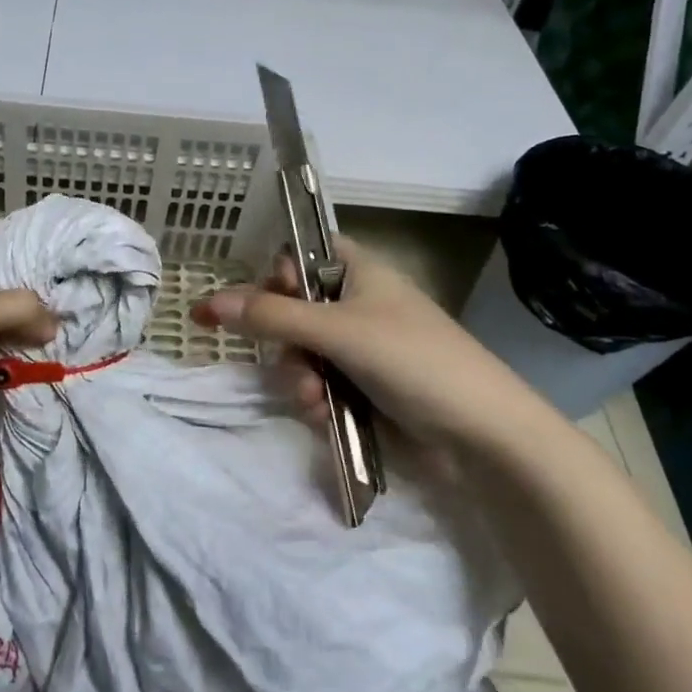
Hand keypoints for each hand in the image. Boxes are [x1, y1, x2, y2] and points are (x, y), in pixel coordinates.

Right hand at [191, 235, 543, 451]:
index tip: (264, 299)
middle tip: (289, 357)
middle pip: (293, 309)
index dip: (279, 275)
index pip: (302, 255)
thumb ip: (272, 316)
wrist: (484, 436)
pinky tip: (322, 415)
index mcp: (359, 272)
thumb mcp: (338, 331)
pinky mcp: (364, 388)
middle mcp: (357, 304)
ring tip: (313, 399)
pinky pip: (319, 384)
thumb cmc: (413, 360)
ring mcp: (361, 349)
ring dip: (297, 376)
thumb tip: (208, 303)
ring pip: (301, 352)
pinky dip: (315, 399)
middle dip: (283, 340)